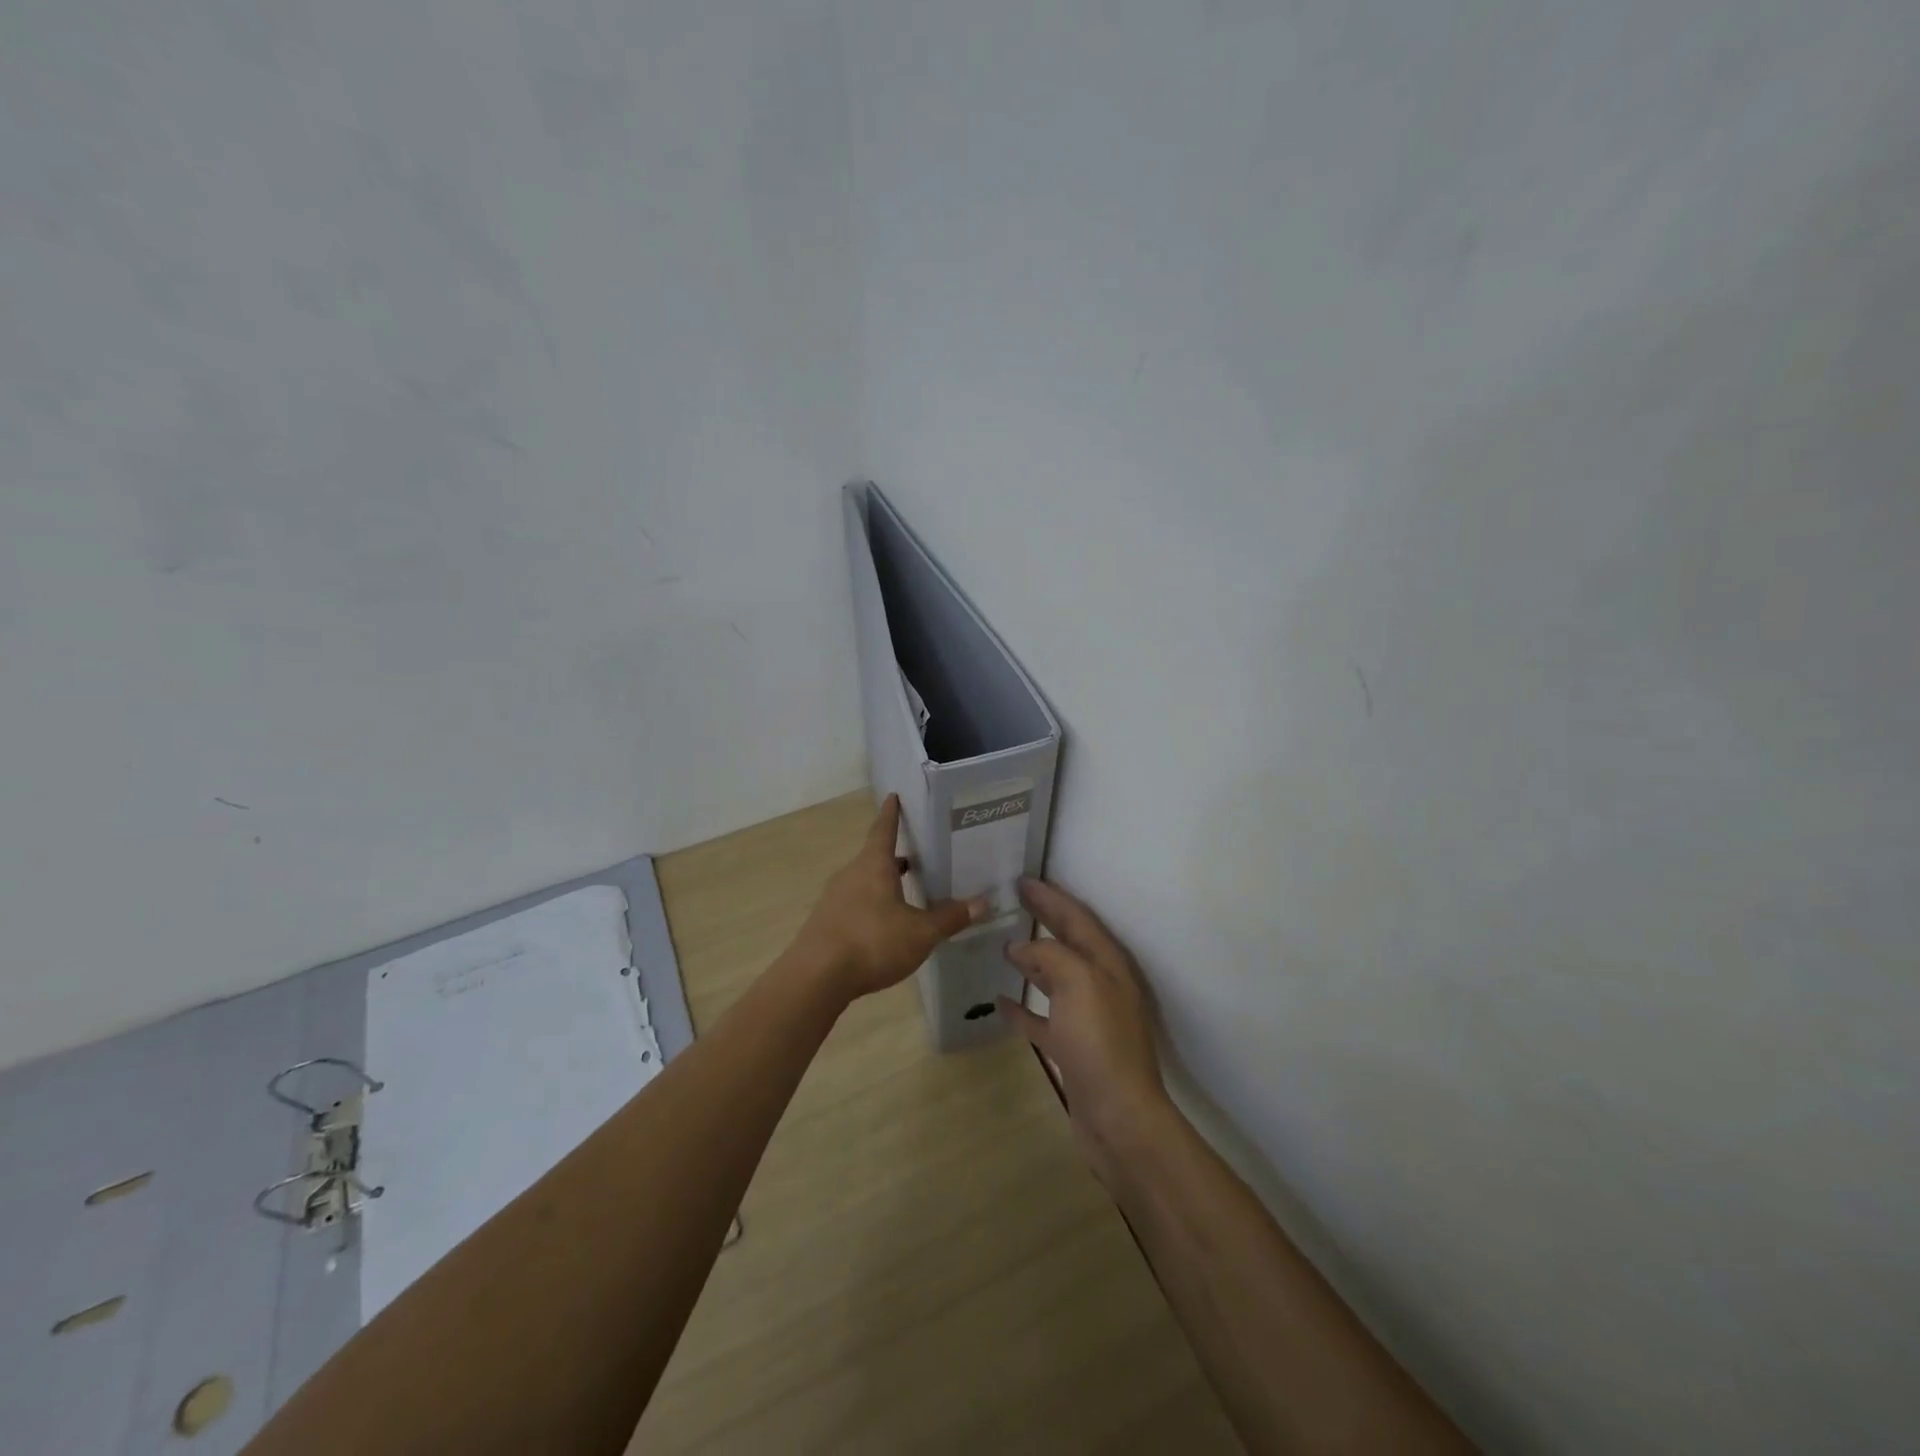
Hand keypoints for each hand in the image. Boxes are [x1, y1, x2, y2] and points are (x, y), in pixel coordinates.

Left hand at [792, 794, 986, 1002]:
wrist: (816, 978)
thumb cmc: (872, 942)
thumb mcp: (920, 933)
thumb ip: (950, 918)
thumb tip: (984, 903)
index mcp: (874, 865)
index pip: (884, 829)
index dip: (891, 813)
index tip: (894, 796)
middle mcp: (851, 874)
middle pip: (874, 856)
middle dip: (895, 855)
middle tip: (917, 854)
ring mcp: (834, 899)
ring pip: (864, 881)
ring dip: (883, 882)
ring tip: (906, 889)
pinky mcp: (826, 923)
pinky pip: (854, 904)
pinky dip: (871, 905)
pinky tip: (884, 924)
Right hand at [998, 878, 1173, 1184]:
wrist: (1118, 1118)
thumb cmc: (1100, 1043)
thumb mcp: (1079, 984)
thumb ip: (1051, 955)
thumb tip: (1023, 947)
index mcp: (1107, 965)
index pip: (1076, 919)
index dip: (1051, 897)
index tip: (1023, 879)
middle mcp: (1100, 986)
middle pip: (1068, 943)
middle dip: (1044, 919)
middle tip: (1015, 900)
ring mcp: (1087, 1019)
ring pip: (1056, 978)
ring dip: (1033, 961)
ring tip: (1005, 946)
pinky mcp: (1073, 1049)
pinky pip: (1043, 1019)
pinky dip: (1024, 1008)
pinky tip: (1001, 1002)